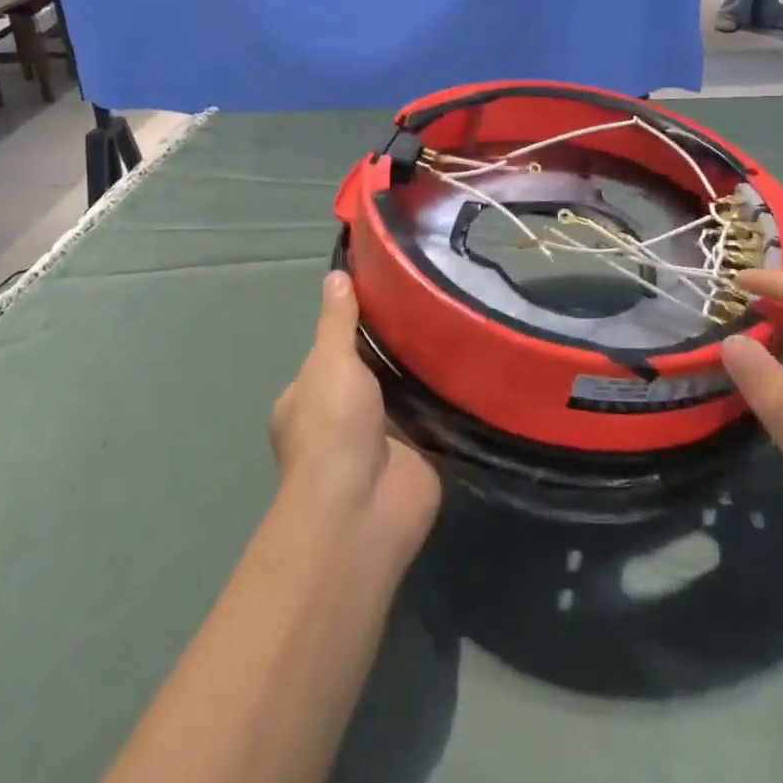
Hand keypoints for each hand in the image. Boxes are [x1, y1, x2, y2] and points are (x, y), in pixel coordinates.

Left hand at [269, 272, 441, 560]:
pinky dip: (450, 396)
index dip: (357, 325)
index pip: (333, 351)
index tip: (390, 292)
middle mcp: (342, 418)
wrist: (364, 508)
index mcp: (308, 398)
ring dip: (426, 370)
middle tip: (435, 303)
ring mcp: (382, 438)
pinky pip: (437, 415)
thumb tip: (336, 275)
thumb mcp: (329, 362)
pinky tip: (474, 362)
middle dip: (399, 346)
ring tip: (460, 322)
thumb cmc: (332, 428)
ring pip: (407, 391)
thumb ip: (338, 321)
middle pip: (374, 370)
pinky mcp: (420, 453)